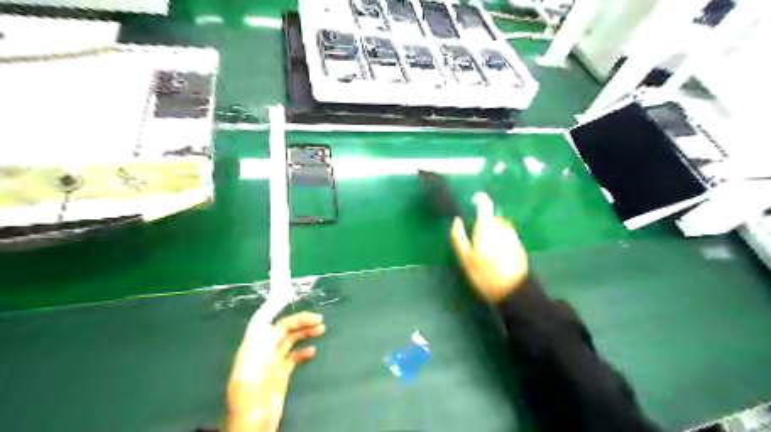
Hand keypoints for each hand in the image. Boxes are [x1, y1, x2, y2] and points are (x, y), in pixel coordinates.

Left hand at [227, 312, 326, 430]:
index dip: (281, 313)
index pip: (267, 324)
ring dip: (304, 332)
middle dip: (300, 322)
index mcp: (252, 350)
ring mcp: (272, 364)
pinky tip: (312, 350)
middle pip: (282, 330)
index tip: (298, 307)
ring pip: (290, 341)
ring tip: (321, 328)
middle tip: (318, 319)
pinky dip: (303, 351)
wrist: (253, 428)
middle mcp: (262, 353)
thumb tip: (265, 329)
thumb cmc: (248, 403)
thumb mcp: (247, 378)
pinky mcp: (280, 375)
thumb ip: (255, 353)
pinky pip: (293, 357)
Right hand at [453, 192, 530, 303]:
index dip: (480, 199)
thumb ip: (458, 236)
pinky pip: (506, 237)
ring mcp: (513, 236)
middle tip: (475, 240)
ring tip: (485, 250)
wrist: (513, 291)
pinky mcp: (519, 246)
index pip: (485, 205)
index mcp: (487, 227)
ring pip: (500, 228)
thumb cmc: (484, 274)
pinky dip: (500, 240)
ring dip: (492, 232)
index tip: (474, 200)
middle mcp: (502, 227)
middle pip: (492, 218)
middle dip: (484, 224)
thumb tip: (456, 220)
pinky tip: (496, 256)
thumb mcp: (465, 258)